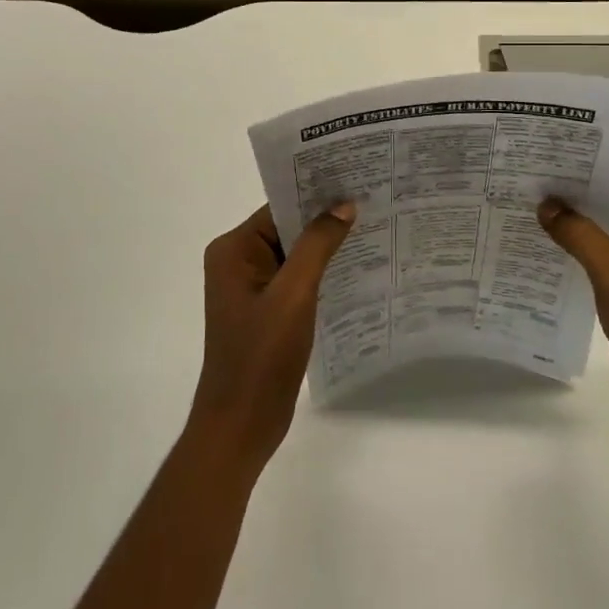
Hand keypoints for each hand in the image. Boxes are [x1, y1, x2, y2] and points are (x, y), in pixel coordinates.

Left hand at [188, 202, 356, 476]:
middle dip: (326, 221)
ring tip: (374, 231)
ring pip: (295, 256)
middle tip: (373, 203)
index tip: (356, 182)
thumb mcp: (293, 295)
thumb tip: (344, 205)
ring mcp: (251, 289)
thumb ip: (318, 246)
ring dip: (327, 249)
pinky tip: (357, 271)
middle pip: (287, 230)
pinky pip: (296, 281)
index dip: (316, 196)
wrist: (242, 425)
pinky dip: (322, 275)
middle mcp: (238, 262)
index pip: (279, 208)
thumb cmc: (261, 357)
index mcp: (234, 250)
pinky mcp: (266, 312)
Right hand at [538, 186, 608, 448]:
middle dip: (570, 201)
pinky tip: (542, 248)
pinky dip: (575, 251)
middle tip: (523, 187)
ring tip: (524, 212)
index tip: (538, 168)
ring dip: (570, 227)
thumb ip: (580, 235)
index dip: (580, 178)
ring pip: (602, 233)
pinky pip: (600, 257)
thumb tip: (545, 205)